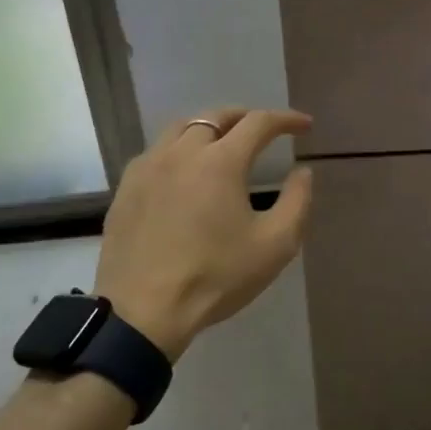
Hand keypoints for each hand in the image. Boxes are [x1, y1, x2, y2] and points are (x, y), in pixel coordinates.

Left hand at [95, 108, 314, 360]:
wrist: (144, 313)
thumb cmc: (216, 277)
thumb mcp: (275, 245)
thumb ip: (297, 202)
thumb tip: (303, 172)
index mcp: (220, 161)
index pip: (258, 123)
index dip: (286, 119)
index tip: (304, 125)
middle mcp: (182, 152)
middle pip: (216, 116)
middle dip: (246, 117)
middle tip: (264, 130)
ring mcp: (148, 168)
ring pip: (181, 128)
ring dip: (209, 128)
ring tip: (224, 143)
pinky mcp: (126, 188)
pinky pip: (156, 152)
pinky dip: (179, 149)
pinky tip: (185, 171)